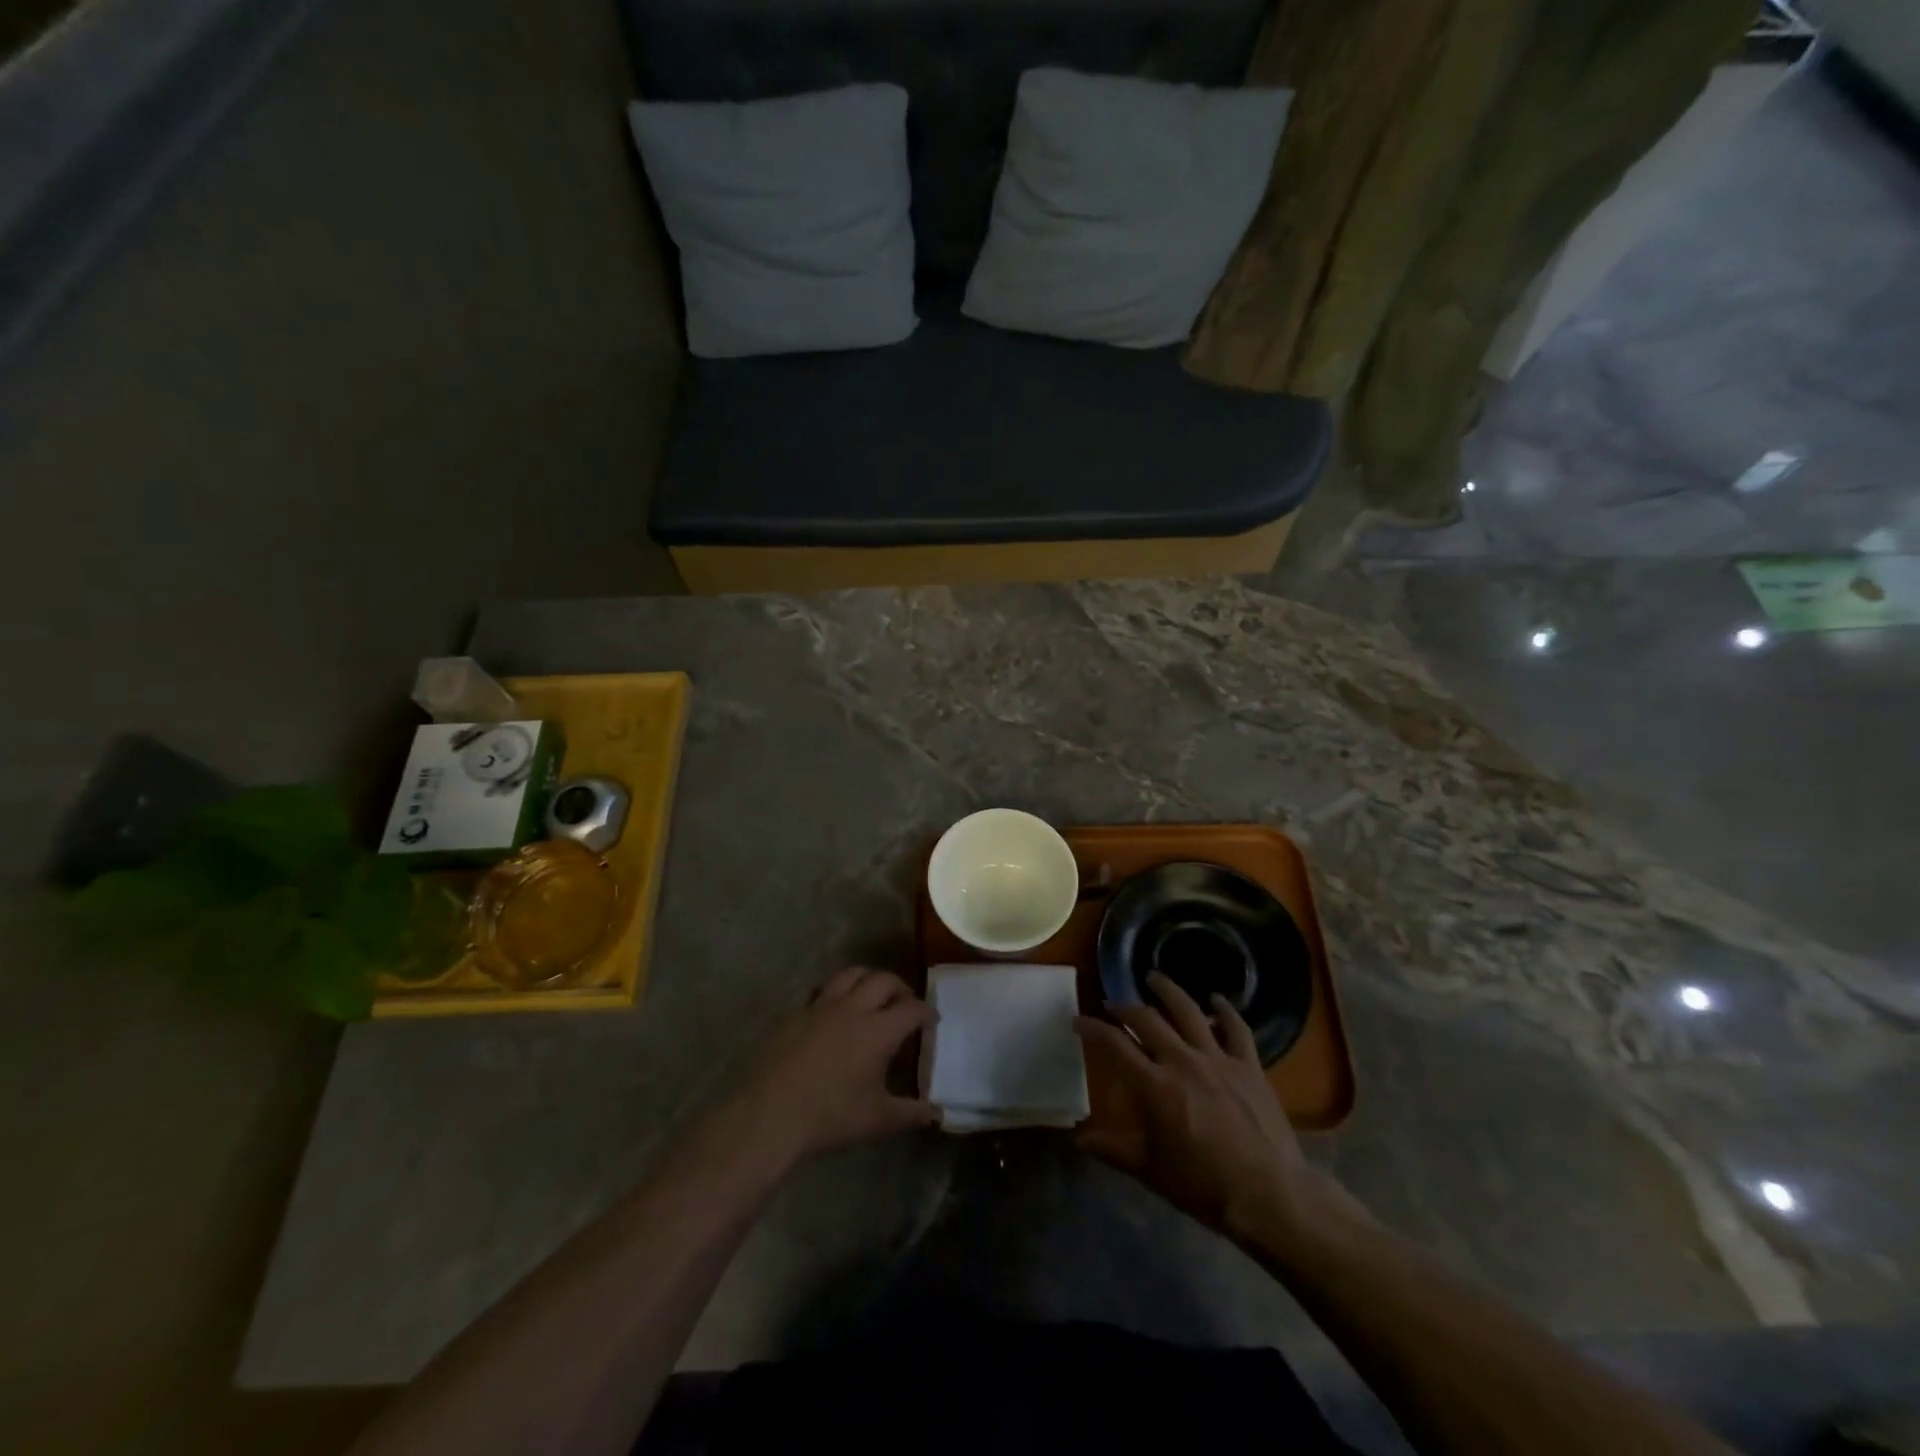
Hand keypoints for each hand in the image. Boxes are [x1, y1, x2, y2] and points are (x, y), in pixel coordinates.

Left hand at [733, 968, 937, 1167]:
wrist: (771, 1112)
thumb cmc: (831, 1115)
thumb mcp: (878, 1119)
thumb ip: (912, 1113)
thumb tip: (938, 1114)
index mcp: (879, 1030)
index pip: (912, 1008)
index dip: (926, 1011)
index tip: (932, 1020)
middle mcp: (853, 1008)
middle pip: (884, 980)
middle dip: (900, 988)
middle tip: (905, 1003)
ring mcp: (822, 1006)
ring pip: (851, 974)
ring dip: (868, 979)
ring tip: (872, 994)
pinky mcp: (797, 1012)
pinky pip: (821, 990)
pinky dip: (835, 993)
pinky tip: (834, 1010)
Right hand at [1074, 972, 1333, 1244]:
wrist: (1268, 1195)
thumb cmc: (1203, 1185)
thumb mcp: (1150, 1171)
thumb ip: (1112, 1149)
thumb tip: (1079, 1139)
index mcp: (1154, 1085)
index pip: (1115, 1044)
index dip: (1092, 1028)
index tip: (1078, 1021)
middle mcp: (1182, 1061)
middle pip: (1148, 1019)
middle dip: (1125, 1007)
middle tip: (1112, 1004)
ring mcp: (1218, 1059)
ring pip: (1188, 1011)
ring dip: (1168, 990)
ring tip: (1154, 977)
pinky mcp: (1249, 1065)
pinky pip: (1236, 1028)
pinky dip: (1225, 1010)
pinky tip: (1217, 999)